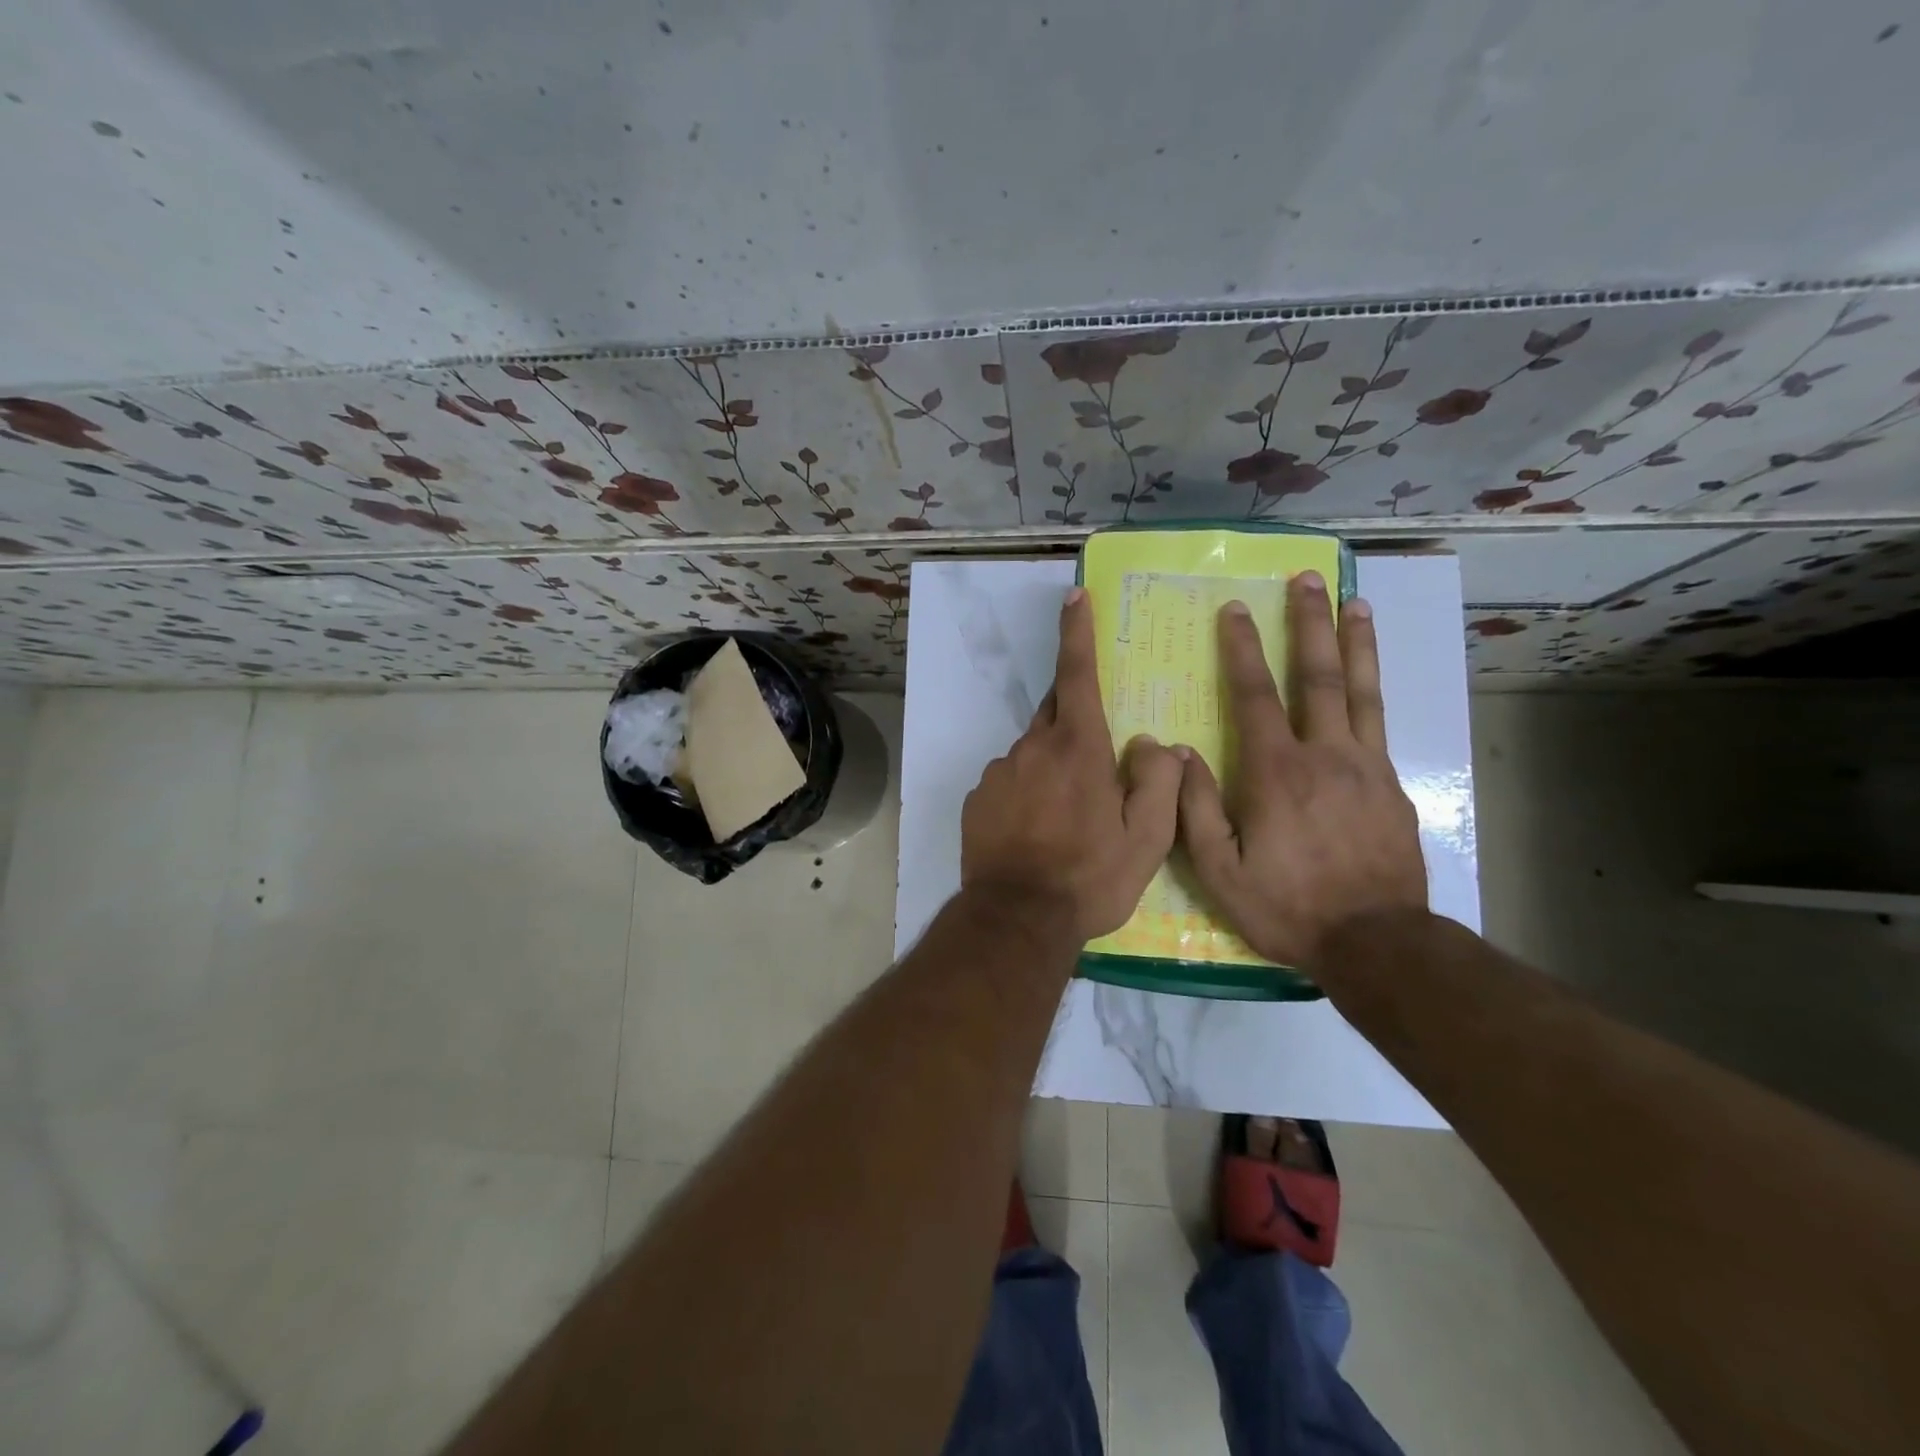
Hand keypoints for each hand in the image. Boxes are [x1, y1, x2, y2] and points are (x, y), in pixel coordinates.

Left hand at [962, 588, 1183, 942]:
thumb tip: (1152, 745)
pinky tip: (1036, 832)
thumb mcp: (1147, 838)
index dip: (1077, 632)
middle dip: (1076, 719)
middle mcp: (1032, 748)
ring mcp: (999, 772)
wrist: (1018, 918)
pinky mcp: (978, 799)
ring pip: (1033, 753)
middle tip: (1095, 759)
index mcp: (1077, 748)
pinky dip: (1026, 793)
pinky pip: (1009, 782)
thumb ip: (1157, 782)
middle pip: (1056, 713)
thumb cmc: (1090, 877)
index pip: (1078, 674)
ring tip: (1068, 818)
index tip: (1074, 596)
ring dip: (1052, 767)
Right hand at [1177, 572, 1426, 969]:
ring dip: (1355, 642)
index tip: (1236, 610)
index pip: (1256, 696)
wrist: (1376, 942)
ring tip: (1354, 601)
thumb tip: (1179, 753)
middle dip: (1309, 624)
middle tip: (1308, 579)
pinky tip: (1370, 676)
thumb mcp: (1220, 871)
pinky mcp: (1392, 786)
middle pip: (1319, 676)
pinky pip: (1380, 724)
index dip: (1243, 649)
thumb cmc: (1287, 907)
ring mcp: (1366, 767)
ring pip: (1362, 691)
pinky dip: (1374, 688)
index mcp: (1276, 772)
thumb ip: (1194, 808)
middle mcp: (1325, 755)